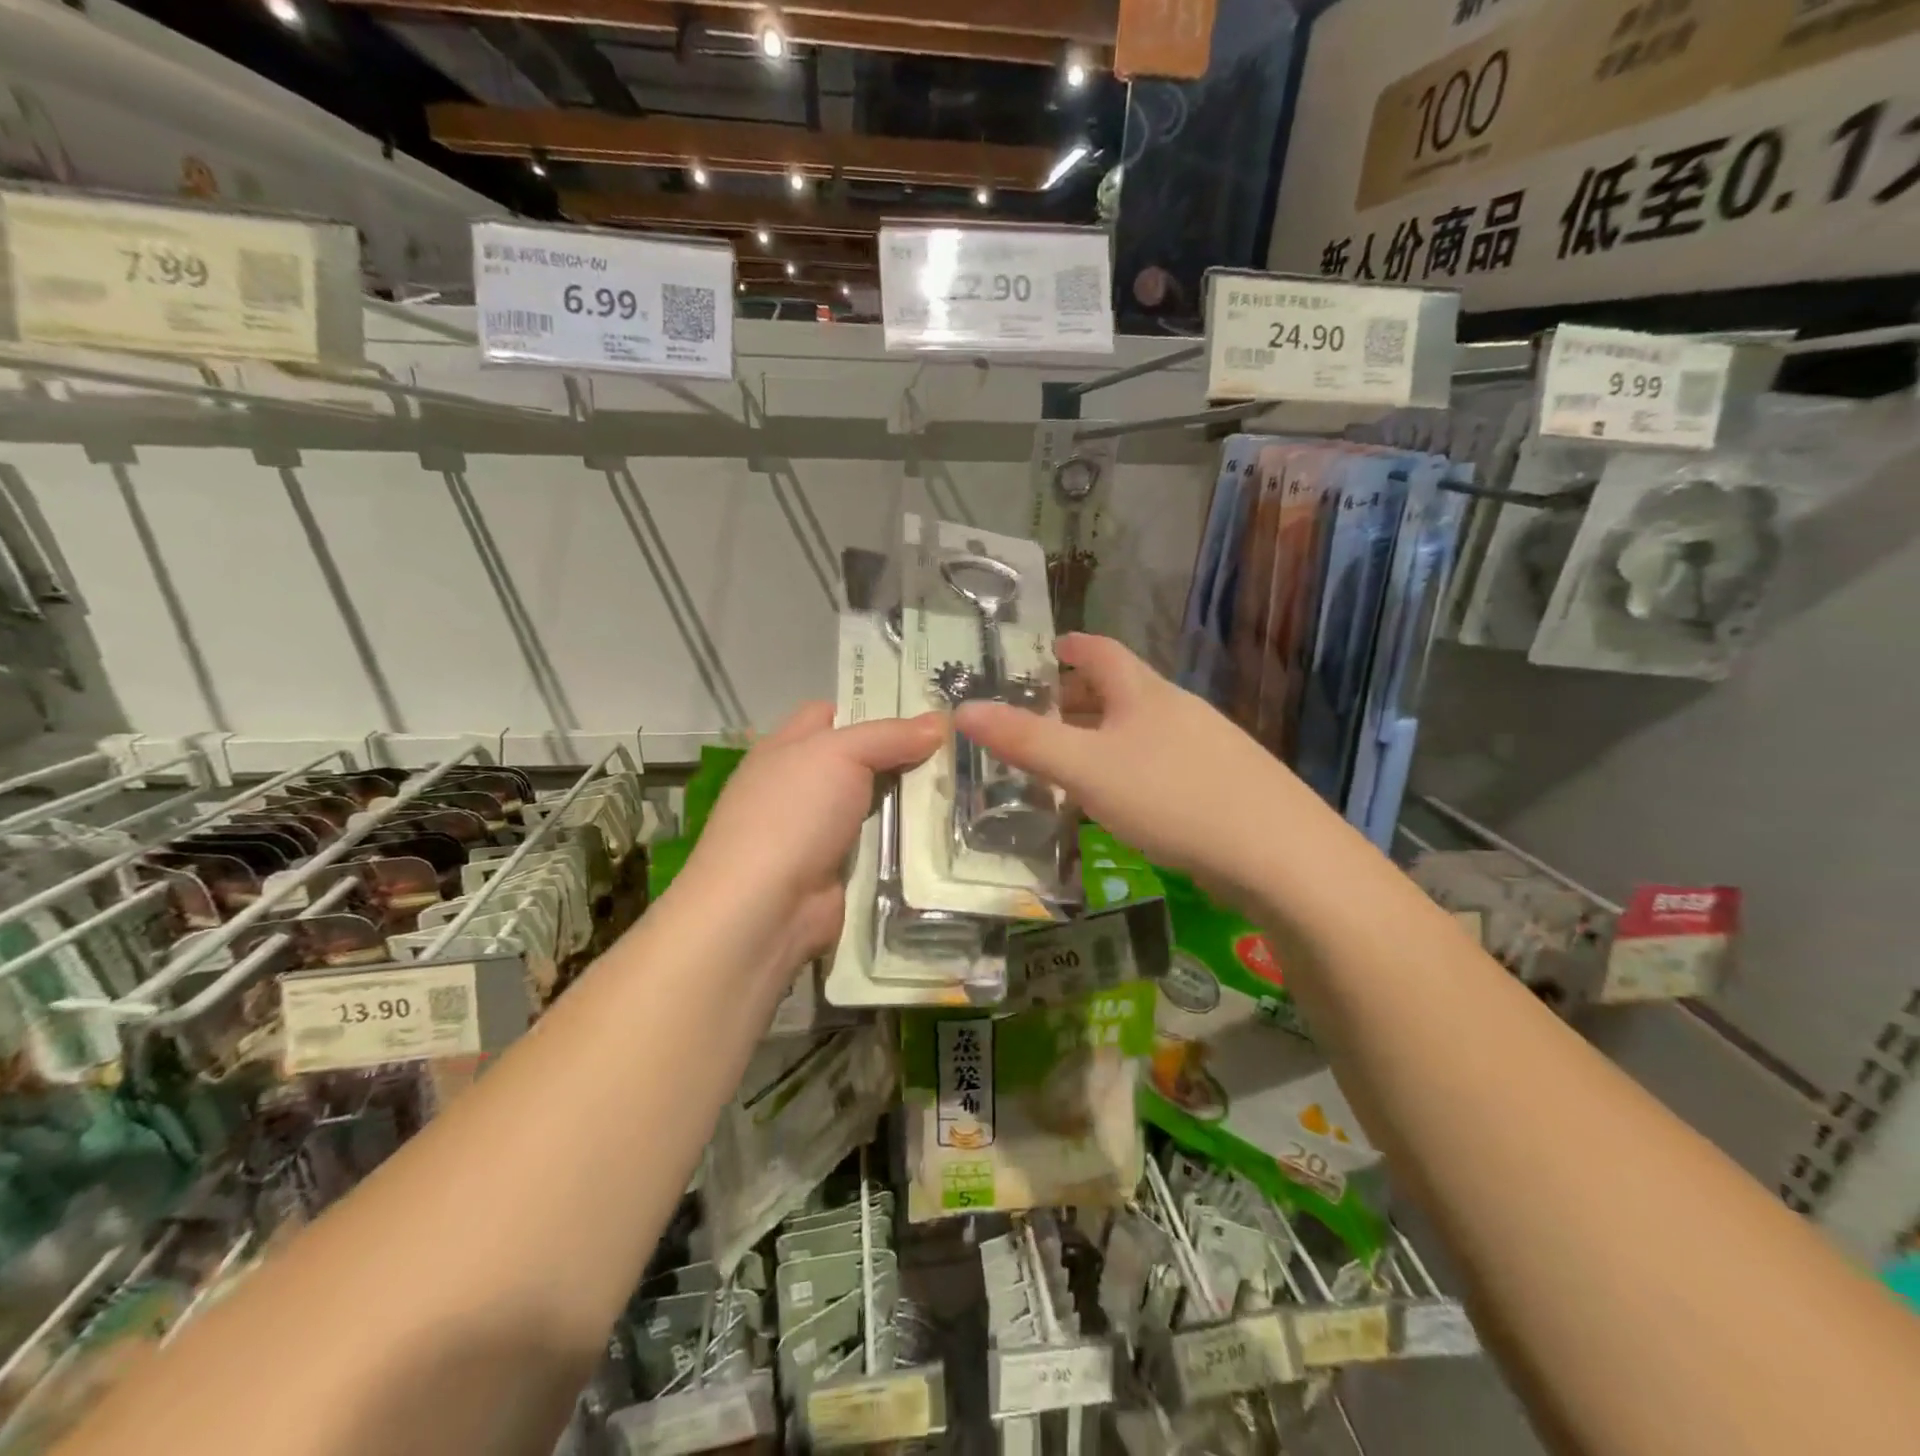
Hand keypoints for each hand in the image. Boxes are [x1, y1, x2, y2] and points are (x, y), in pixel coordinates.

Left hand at [676, 703, 942, 970]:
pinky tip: (949, 834)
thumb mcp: (839, 754)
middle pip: (861, 761)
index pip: (830, 714)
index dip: (872, 708)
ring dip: (913, 802)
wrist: (765, 908)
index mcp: (786, 749)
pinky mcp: (839, 870)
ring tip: (969, 790)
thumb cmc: (792, 814)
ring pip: (877, 805)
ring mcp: (818, 832)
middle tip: (960, 749)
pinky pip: (881, 846)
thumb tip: (939, 722)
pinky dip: (908, 842)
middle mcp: (800, 787)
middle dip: (904, 756)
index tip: (924, 711)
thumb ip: (889, 736)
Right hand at [954, 634, 1314, 900]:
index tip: (1049, 650)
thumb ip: (1026, 741)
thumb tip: (961, 710)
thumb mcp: (1086, 769)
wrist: (1279, 853)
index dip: (1073, 647)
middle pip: (1122, 691)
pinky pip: (1162, 763)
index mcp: (1144, 693)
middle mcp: (1177, 710)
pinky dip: (1130, 768)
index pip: (1103, 652)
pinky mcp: (1222, 785)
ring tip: (1071, 760)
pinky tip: (1122, 801)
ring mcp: (1207, 747)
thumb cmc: (1172, 797)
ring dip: (1104, 737)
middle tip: (1041, 715)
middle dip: (1079, 698)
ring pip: (1142, 730)